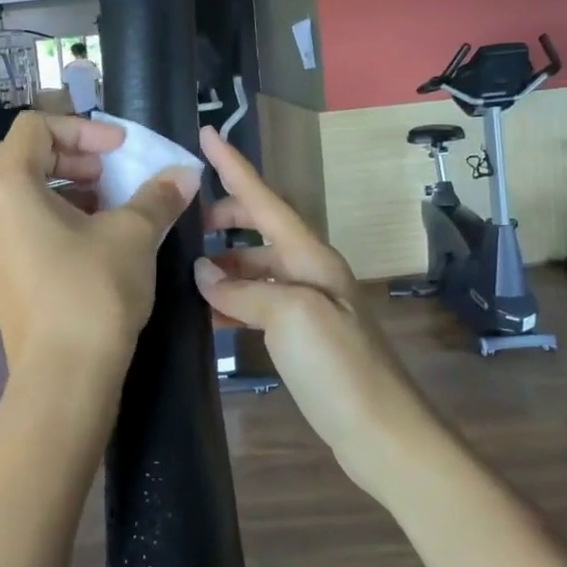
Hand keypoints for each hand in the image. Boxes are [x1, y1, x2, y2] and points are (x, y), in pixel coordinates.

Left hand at [0, 112, 199, 376]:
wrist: (64, 376)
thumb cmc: (93, 290)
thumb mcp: (133, 234)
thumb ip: (157, 195)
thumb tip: (186, 173)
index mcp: (5, 185)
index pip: (35, 127)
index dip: (83, 128)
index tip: (121, 150)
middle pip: (22, 156)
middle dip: (73, 155)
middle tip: (112, 174)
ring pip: (19, 192)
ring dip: (64, 185)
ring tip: (107, 205)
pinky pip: (17, 223)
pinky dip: (51, 215)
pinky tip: (90, 237)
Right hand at [192, 126, 431, 483]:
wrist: (381, 433)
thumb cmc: (339, 367)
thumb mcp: (290, 317)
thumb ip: (243, 289)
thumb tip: (203, 274)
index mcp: (312, 256)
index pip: (265, 200)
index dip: (234, 166)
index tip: (206, 134)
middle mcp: (311, 271)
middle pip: (262, 228)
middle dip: (226, 218)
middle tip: (185, 222)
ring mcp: (308, 304)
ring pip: (257, 268)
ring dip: (224, 264)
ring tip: (186, 272)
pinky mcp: (303, 336)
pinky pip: (259, 302)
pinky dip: (233, 300)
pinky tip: (209, 313)